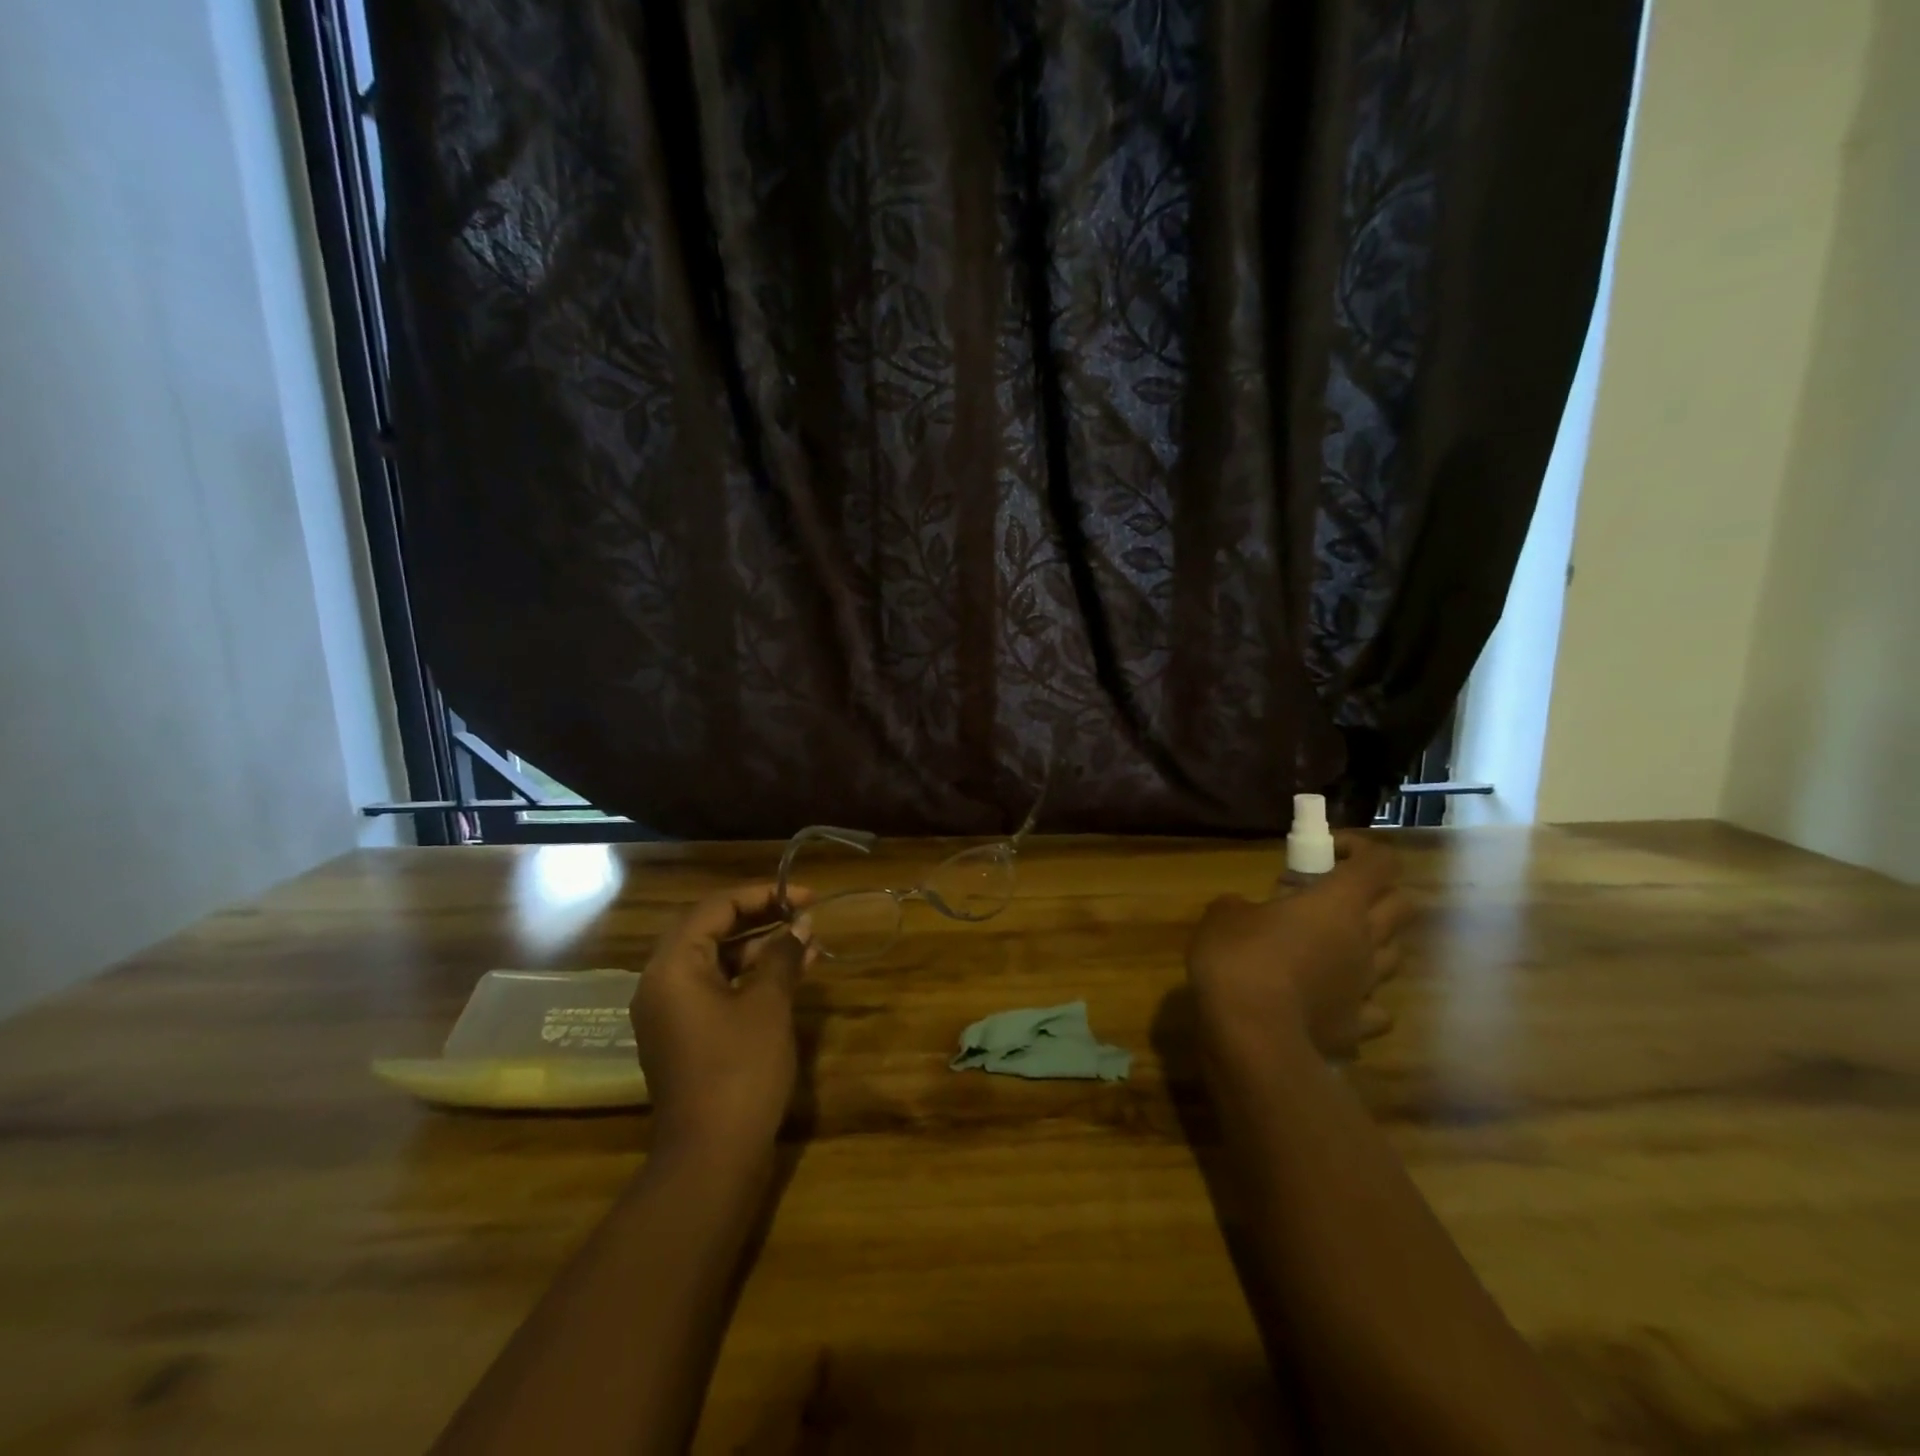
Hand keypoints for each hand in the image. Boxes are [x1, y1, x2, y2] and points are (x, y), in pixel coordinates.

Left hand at [631, 884, 815, 1156]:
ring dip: (760, 948)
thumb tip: (800, 925)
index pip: (716, 907)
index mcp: (673, 966)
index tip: (805, 895)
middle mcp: (662, 982)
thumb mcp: (768, 1004)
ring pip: (717, 961)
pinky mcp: (686, 1036)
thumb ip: (782, 955)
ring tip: (808, 942)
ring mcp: (671, 1012)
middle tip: (805, 913)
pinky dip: (750, 977)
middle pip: (712, 930)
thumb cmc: (739, 1070)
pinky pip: (717, 989)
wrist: (711, 1158)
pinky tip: (790, 975)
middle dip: (762, 918)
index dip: (763, 894)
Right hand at [1186, 833, 1412, 1070]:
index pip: (1379, 862)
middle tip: (1335, 896)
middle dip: (1377, 893)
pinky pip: (1376, 1009)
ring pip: (1395, 957)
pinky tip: (1335, 998)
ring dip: (1371, 944)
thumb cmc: (1239, 957)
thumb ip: (1241, 905)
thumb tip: (1243, 909)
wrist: (1252, 1033)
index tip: (1328, 850)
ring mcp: (1366, 987)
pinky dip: (1362, 1000)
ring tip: (1334, 946)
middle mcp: (1365, 941)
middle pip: (1402, 906)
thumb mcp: (1223, 915)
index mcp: (1339, 903)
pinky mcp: (1357, 1027)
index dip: (1361, 849)